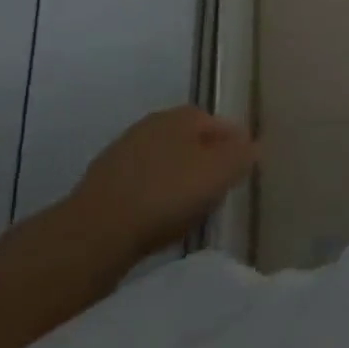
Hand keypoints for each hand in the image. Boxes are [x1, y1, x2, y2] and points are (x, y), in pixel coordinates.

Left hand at [67, 106, 257, 259]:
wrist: (94, 232)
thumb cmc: (167, 194)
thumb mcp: (219, 173)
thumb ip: (242, 155)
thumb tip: (253, 146)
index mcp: (182, 115)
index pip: (220, 124)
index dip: (235, 146)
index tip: (242, 171)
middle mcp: (152, 124)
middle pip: (191, 141)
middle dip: (206, 162)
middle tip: (219, 190)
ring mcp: (123, 152)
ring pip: (165, 163)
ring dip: (179, 181)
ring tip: (190, 210)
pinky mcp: (103, 184)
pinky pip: (142, 186)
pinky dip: (155, 198)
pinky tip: (158, 221)